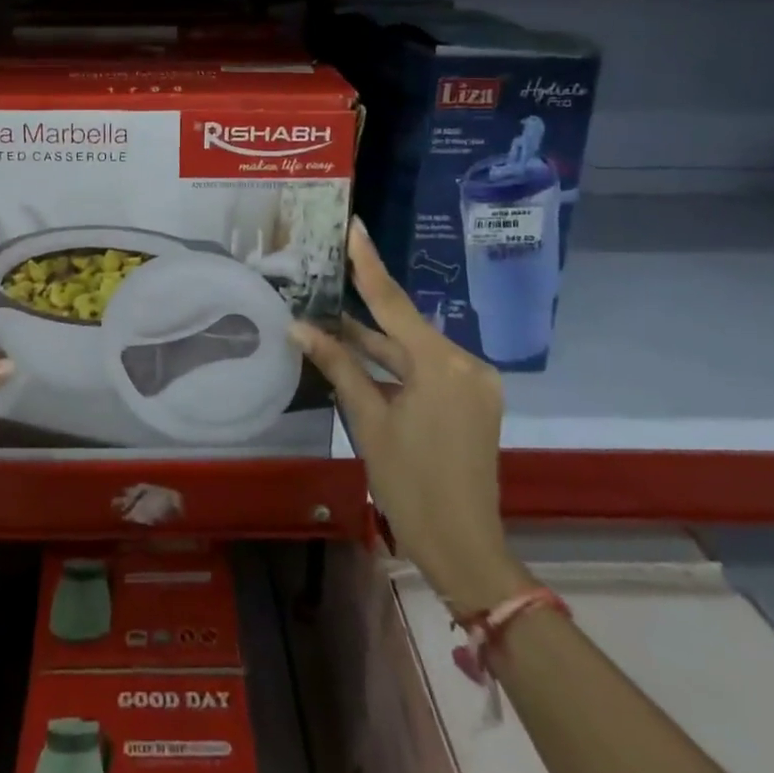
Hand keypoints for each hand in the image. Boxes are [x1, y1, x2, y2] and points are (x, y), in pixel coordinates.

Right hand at [291, 219, 529, 614]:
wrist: (464, 546)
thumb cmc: (410, 484)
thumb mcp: (369, 421)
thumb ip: (339, 366)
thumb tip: (299, 327)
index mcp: (442, 364)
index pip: (394, 302)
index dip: (368, 263)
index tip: (353, 226)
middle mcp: (465, 363)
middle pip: (404, 325)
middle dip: (364, 304)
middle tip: (330, 268)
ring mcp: (473, 382)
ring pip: (414, 349)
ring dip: (376, 339)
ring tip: (330, 313)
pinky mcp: (472, 400)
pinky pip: (427, 368)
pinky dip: (395, 363)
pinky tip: (360, 353)